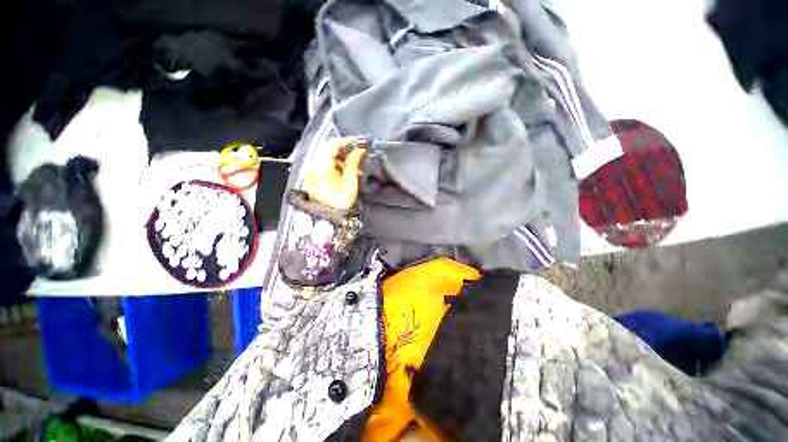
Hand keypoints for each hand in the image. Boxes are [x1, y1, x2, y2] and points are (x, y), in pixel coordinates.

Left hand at [304, 137, 366, 209]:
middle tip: (358, 151)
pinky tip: (345, 171)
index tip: (358, 141)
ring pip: (327, 156)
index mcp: (321, 167)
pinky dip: (335, 164)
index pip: (332, 145)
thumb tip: (360, 150)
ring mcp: (311, 171)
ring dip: (341, 157)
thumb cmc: (340, 203)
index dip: (346, 141)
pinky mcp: (313, 176)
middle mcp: (313, 167)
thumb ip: (354, 163)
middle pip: (328, 149)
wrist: (329, 218)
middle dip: (344, 149)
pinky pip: (324, 164)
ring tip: (354, 166)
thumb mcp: (350, 182)